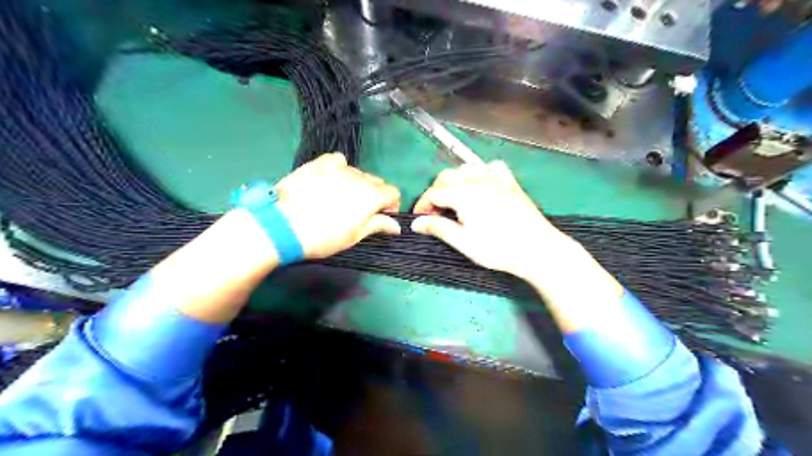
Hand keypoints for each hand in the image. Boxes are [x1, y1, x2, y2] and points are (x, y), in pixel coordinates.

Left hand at [275, 153, 402, 259]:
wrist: (282, 226)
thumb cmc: (323, 237)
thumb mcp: (354, 236)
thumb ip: (378, 226)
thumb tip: (397, 226)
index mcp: (371, 196)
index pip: (393, 192)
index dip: (391, 205)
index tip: (381, 217)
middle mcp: (359, 177)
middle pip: (376, 182)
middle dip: (375, 195)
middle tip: (360, 212)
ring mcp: (338, 168)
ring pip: (358, 173)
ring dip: (357, 184)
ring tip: (341, 198)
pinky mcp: (319, 163)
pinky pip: (338, 160)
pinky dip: (340, 169)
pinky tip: (331, 180)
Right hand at [413, 160, 575, 281]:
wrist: (537, 249)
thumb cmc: (498, 248)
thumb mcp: (464, 242)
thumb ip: (438, 228)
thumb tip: (415, 223)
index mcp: (463, 194)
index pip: (434, 192)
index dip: (422, 205)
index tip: (419, 219)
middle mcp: (477, 179)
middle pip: (446, 177)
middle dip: (436, 192)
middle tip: (435, 213)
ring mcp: (496, 178)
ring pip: (466, 168)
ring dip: (454, 181)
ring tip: (454, 200)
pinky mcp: (510, 181)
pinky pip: (490, 167)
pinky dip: (480, 172)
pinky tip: (481, 185)